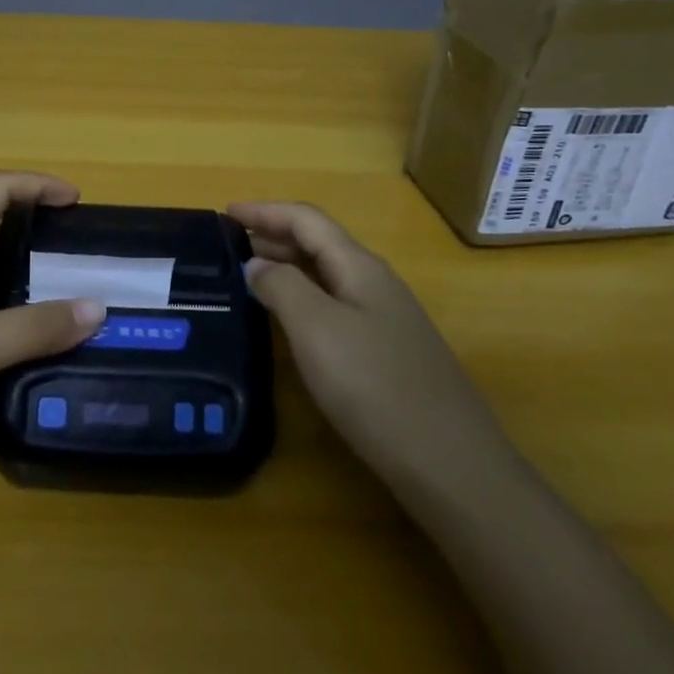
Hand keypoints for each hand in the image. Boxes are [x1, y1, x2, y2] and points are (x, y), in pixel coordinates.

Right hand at [228, 201, 509, 489]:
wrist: (450, 463)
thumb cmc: (375, 386)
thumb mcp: (316, 329)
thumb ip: (281, 286)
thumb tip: (257, 263)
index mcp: (359, 266)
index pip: (306, 219)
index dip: (264, 210)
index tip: (224, 213)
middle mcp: (374, 282)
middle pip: (318, 242)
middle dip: (272, 235)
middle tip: (228, 246)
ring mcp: (385, 318)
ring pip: (326, 275)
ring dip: (286, 266)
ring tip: (248, 275)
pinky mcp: (386, 351)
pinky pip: (334, 305)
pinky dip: (302, 297)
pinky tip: (287, 320)